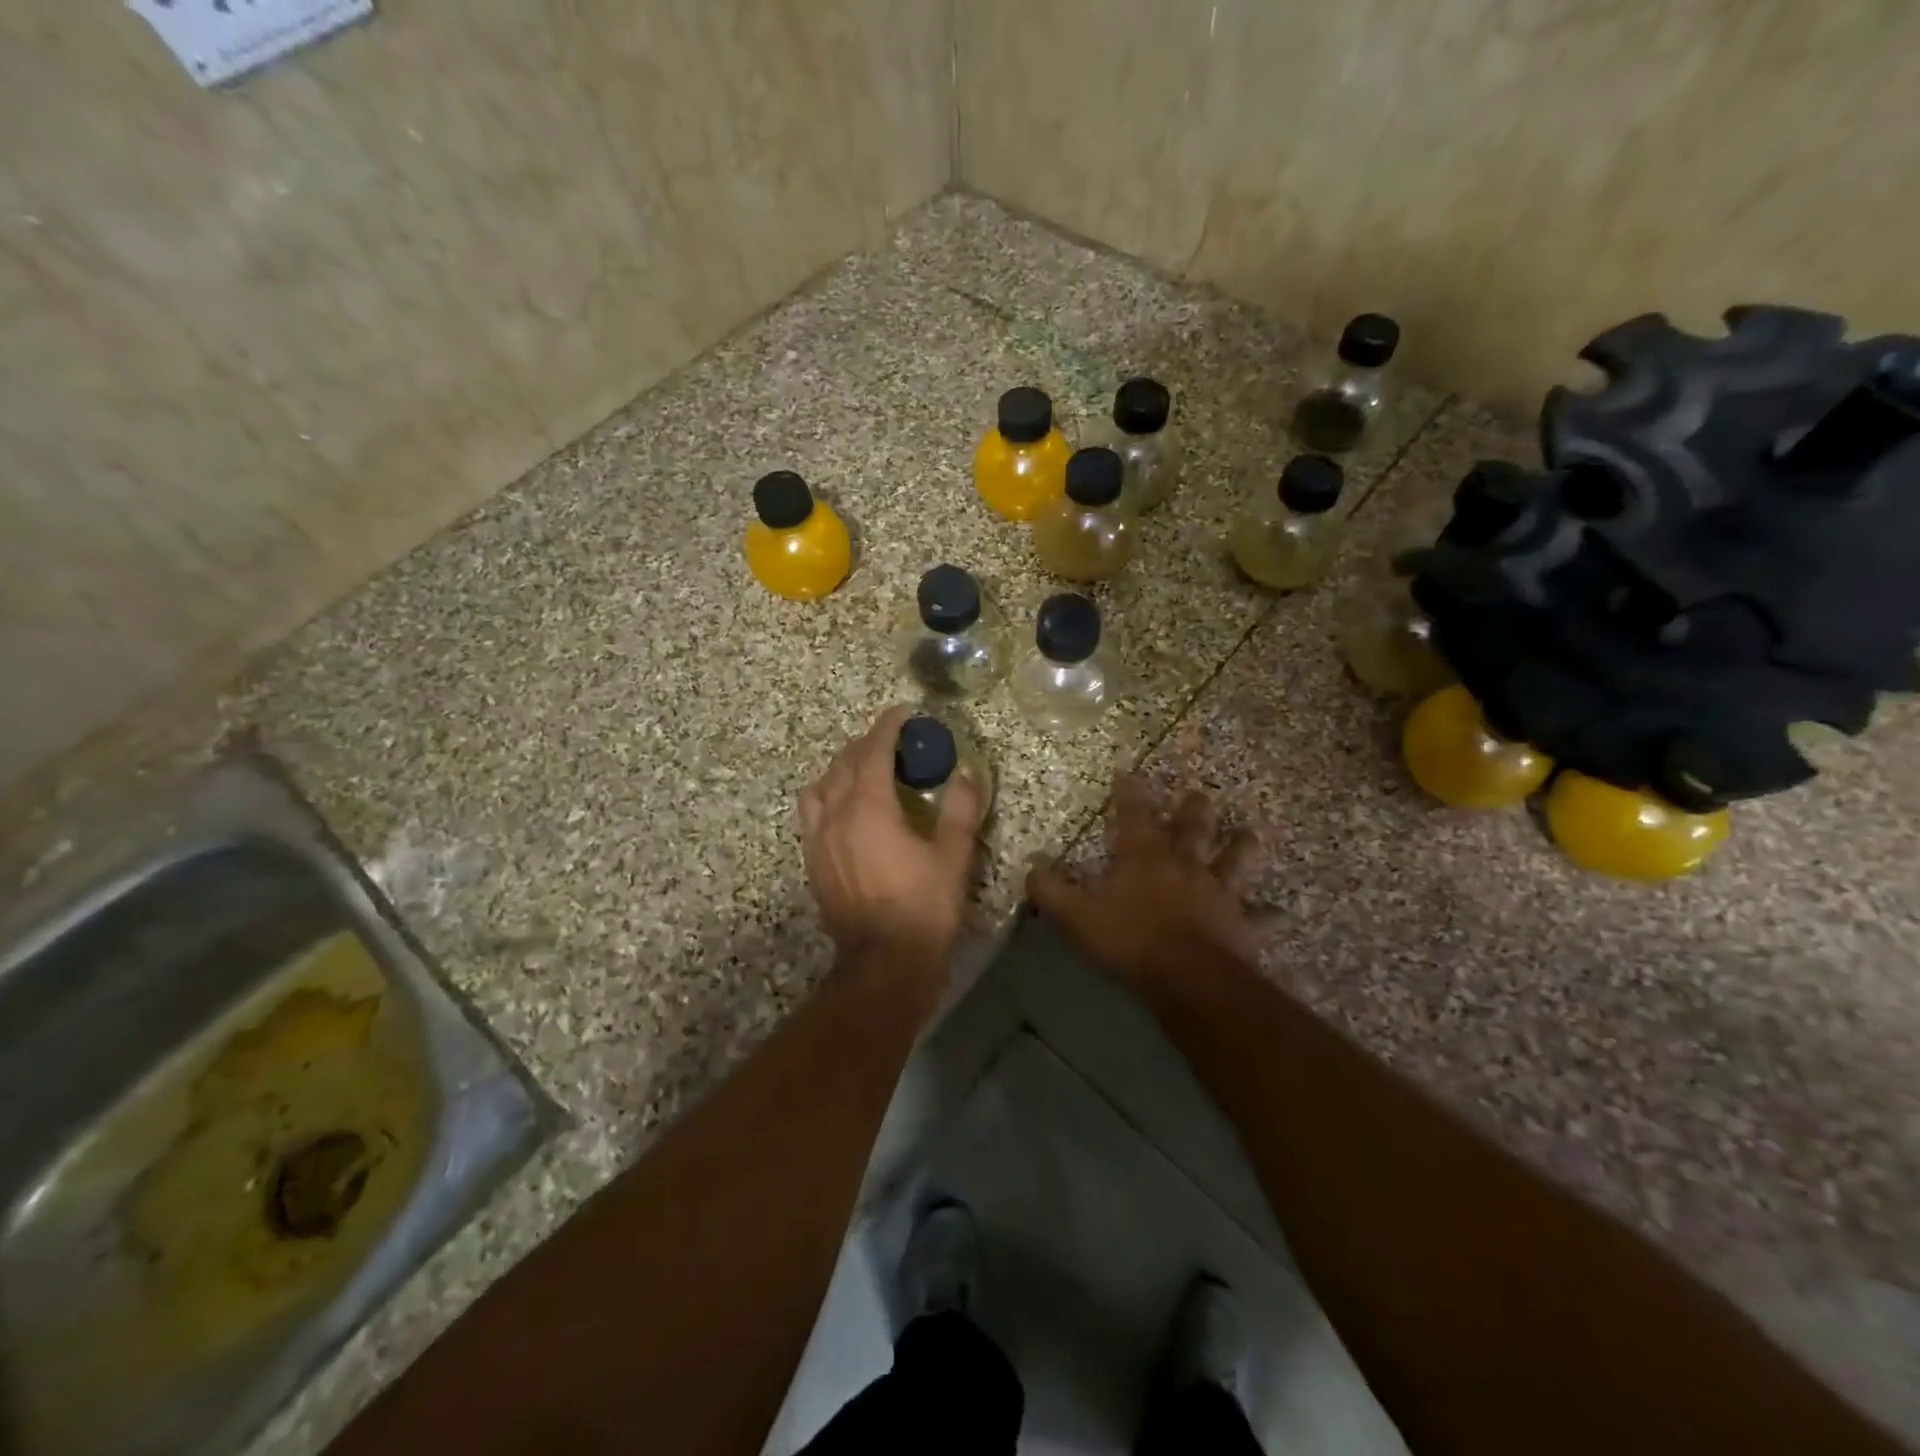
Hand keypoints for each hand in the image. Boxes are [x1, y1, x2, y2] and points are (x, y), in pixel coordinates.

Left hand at [801, 705, 983, 964]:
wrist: (883, 963)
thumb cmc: (923, 907)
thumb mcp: (953, 856)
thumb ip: (960, 809)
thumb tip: (965, 774)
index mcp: (869, 807)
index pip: (874, 750)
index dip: (888, 726)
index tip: (904, 712)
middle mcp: (836, 814)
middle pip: (845, 763)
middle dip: (868, 743)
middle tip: (894, 741)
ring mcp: (817, 838)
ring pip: (821, 785)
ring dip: (843, 768)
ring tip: (864, 771)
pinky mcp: (812, 861)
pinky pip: (811, 812)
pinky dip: (827, 795)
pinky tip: (844, 808)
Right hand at [1026, 776, 1259, 984]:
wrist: (1188, 976)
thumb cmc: (1129, 939)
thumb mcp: (1077, 915)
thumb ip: (1051, 890)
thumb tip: (1030, 866)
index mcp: (1144, 856)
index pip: (1134, 814)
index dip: (1130, 792)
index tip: (1129, 772)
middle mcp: (1184, 863)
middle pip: (1192, 827)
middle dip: (1193, 808)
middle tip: (1199, 793)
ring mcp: (1217, 890)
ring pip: (1234, 859)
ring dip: (1240, 846)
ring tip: (1248, 833)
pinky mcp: (1241, 921)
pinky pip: (1260, 916)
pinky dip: (1269, 914)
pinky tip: (1281, 912)